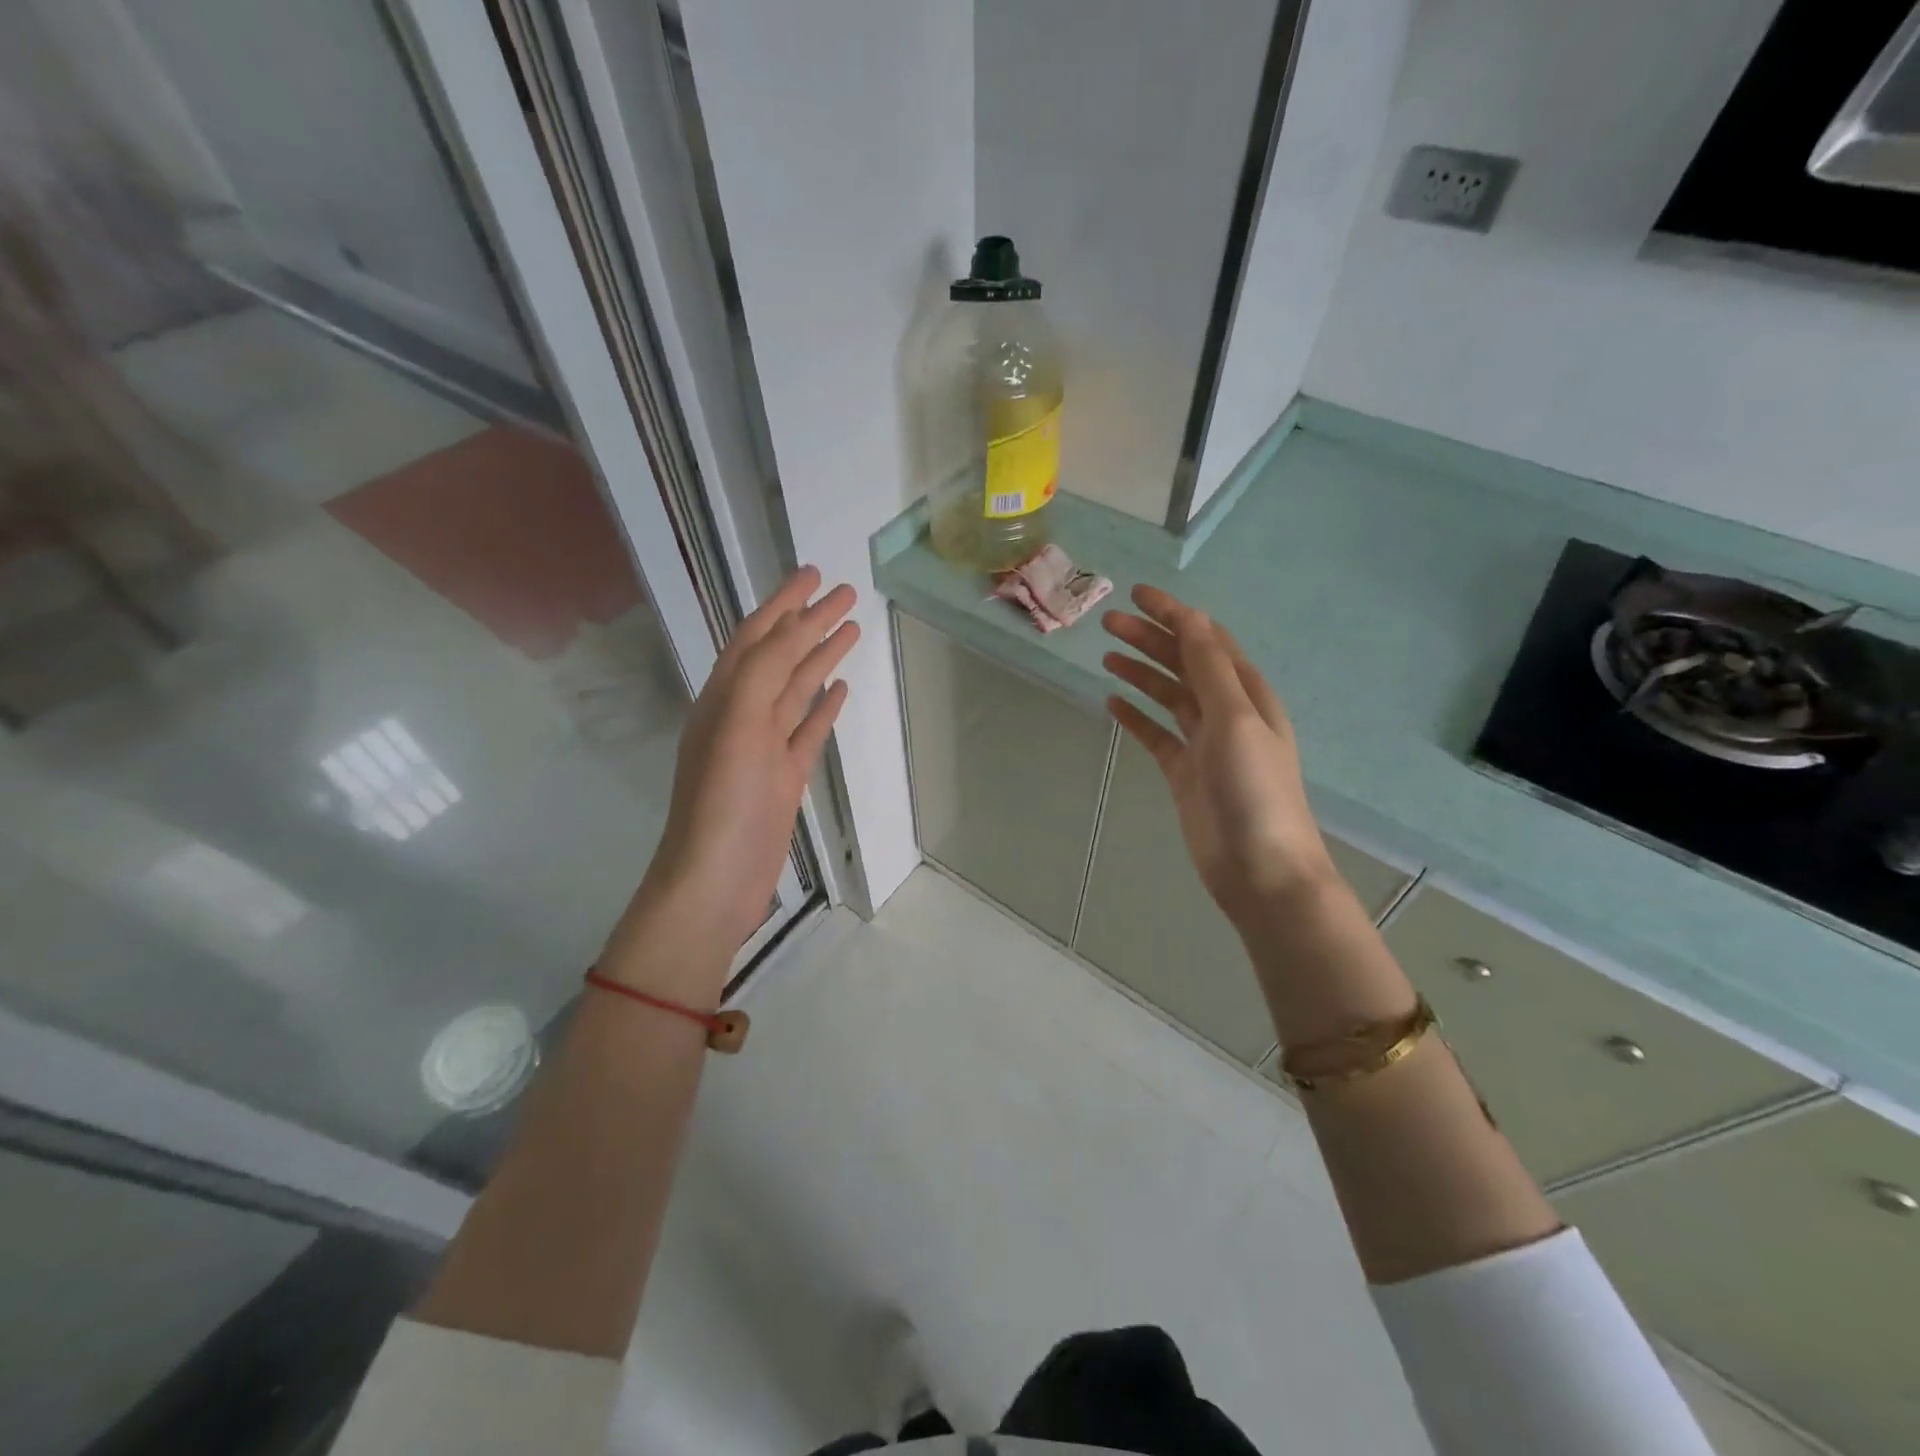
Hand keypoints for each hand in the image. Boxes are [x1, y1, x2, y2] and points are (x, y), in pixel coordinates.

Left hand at [605, 567, 858, 989]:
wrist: (716, 880)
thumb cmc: (722, 801)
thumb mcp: (737, 725)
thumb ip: (762, 673)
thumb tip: (792, 629)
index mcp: (723, 697)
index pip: (757, 636)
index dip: (783, 603)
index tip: (815, 574)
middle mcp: (742, 714)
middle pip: (781, 656)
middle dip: (809, 622)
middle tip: (845, 594)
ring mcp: (765, 747)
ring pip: (797, 689)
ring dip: (821, 657)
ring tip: (851, 629)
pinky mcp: (784, 776)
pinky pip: (807, 729)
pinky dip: (824, 706)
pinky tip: (841, 688)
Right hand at [1102, 585, 1333, 933]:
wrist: (1260, 868)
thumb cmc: (1254, 789)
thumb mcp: (1235, 719)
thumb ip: (1210, 668)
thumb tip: (1191, 618)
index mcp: (1246, 692)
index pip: (1206, 639)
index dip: (1173, 614)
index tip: (1136, 594)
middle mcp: (1226, 711)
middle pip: (1183, 663)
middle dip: (1149, 639)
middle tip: (1108, 623)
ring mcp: (1204, 743)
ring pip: (1168, 695)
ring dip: (1140, 672)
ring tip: (1107, 655)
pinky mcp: (1184, 772)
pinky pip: (1156, 733)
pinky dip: (1136, 716)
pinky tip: (1113, 702)